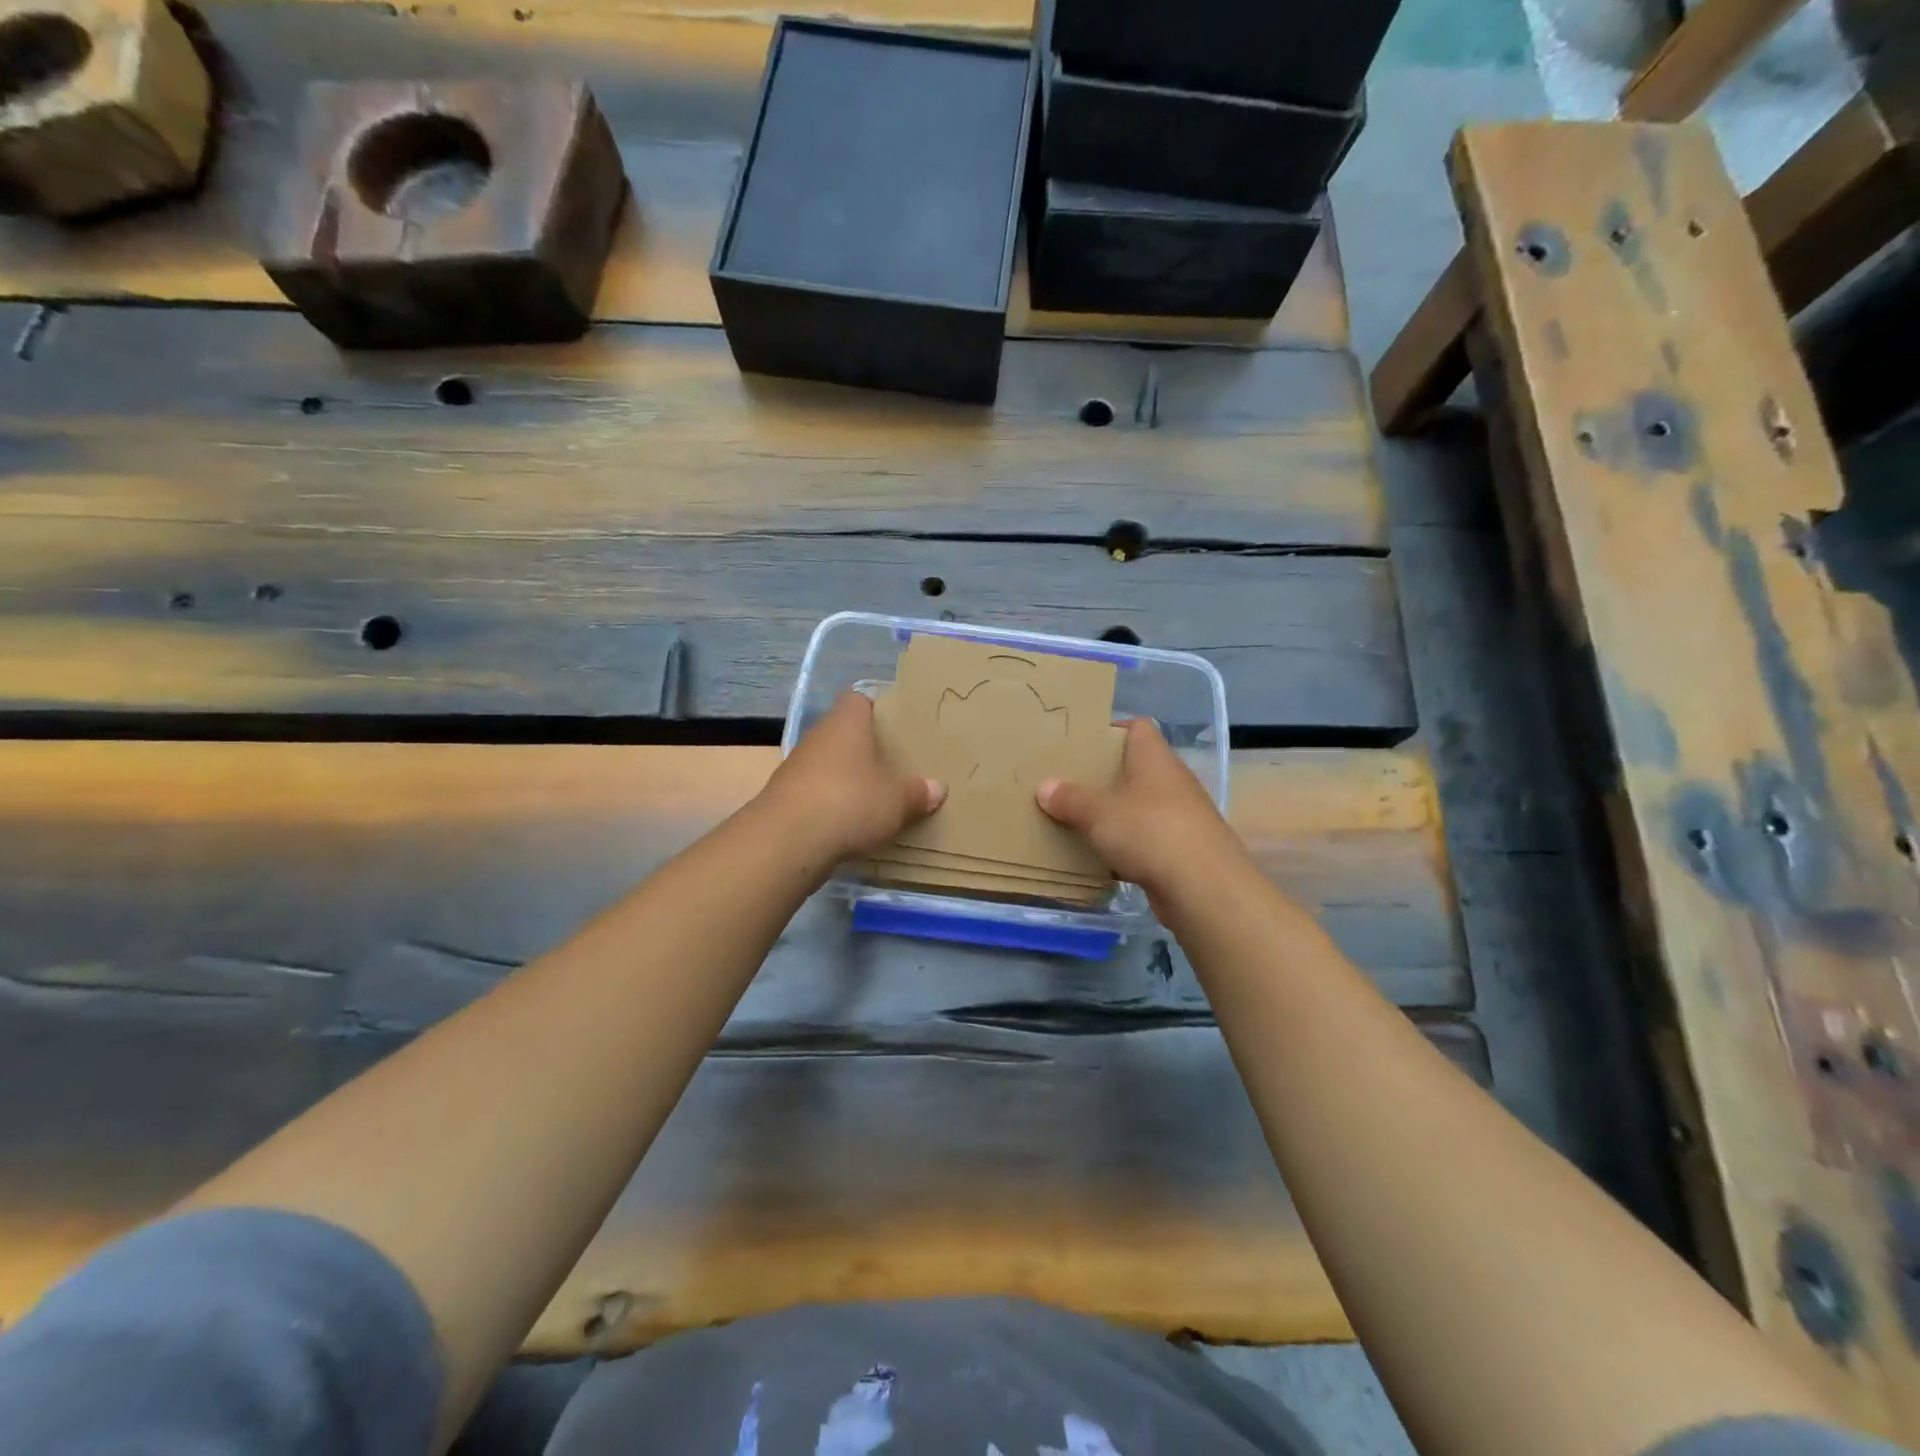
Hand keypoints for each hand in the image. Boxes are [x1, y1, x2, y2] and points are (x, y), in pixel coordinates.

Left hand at [757, 691, 945, 861]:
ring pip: (830, 764)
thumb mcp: (896, 800)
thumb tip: (937, 788)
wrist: (786, 842)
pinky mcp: (785, 799)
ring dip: (849, 778)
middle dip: (868, 748)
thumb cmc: (849, 802)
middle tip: (897, 763)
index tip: (899, 724)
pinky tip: (851, 823)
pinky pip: (817, 793)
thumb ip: (918, 792)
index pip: (859, 700)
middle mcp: (818, 737)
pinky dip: (833, 804)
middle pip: (845, 733)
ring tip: (877, 796)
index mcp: (846, 723)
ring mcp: (797, 768)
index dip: (879, 708)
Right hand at [1037, 718, 1243, 898]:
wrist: (1204, 888)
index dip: (1110, 729)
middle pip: (1135, 769)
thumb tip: (1045, 787)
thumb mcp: (1099, 813)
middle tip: (1068, 783)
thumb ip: (1070, 799)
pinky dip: (1126, 848)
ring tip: (1077, 821)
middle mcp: (1172, 782)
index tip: (1081, 742)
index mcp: (1155, 759)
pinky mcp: (1182, 851)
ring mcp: (1181, 818)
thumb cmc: (1150, 832)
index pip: (1137, 728)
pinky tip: (1100, 860)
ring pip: (1140, 808)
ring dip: (1114, 815)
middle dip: (1104, 777)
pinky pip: (1147, 842)